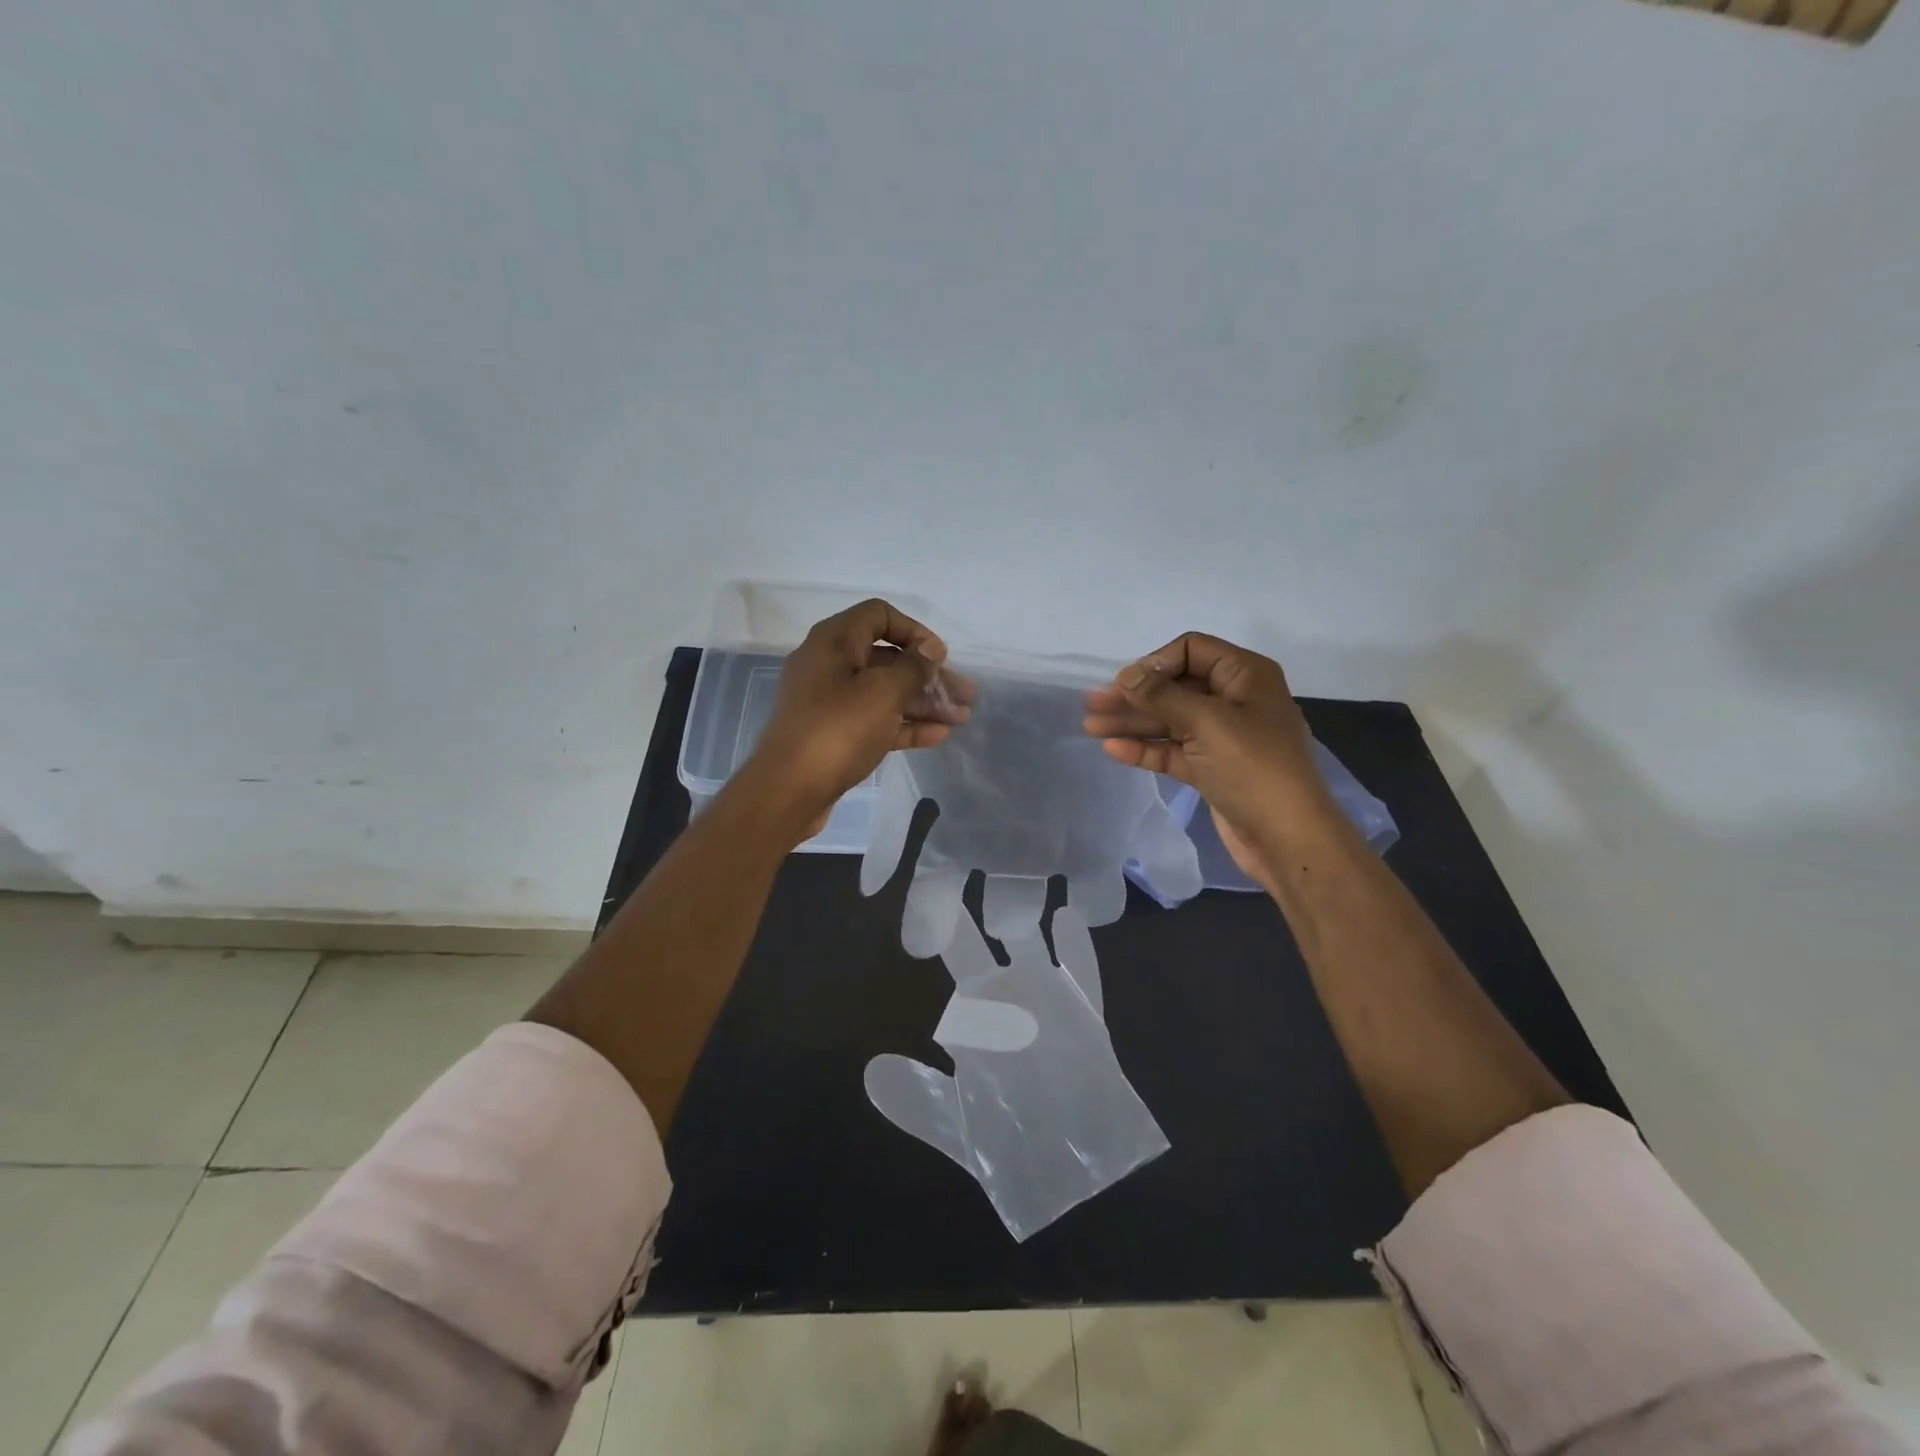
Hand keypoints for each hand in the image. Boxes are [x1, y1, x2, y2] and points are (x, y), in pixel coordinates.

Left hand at [739, 599, 971, 838]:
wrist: (788, 790)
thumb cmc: (838, 730)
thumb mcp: (883, 692)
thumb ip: (913, 667)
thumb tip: (928, 650)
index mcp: (834, 641)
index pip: (879, 615)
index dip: (914, 631)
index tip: (939, 656)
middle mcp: (829, 665)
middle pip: (887, 659)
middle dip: (929, 676)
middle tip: (965, 695)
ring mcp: (829, 701)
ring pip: (884, 692)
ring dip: (923, 702)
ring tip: (961, 718)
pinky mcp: (833, 733)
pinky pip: (875, 720)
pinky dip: (904, 724)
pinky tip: (937, 736)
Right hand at [1083, 633, 1328, 878]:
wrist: (1287, 837)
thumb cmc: (1253, 767)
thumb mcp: (1207, 722)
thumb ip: (1162, 696)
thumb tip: (1126, 677)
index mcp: (1245, 676)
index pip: (1192, 650)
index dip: (1155, 662)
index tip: (1124, 683)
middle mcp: (1234, 700)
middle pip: (1175, 686)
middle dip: (1134, 695)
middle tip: (1092, 703)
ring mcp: (1222, 737)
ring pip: (1169, 720)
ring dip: (1132, 722)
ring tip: (1090, 727)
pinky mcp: (1211, 768)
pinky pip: (1172, 750)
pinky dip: (1145, 748)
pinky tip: (1113, 749)